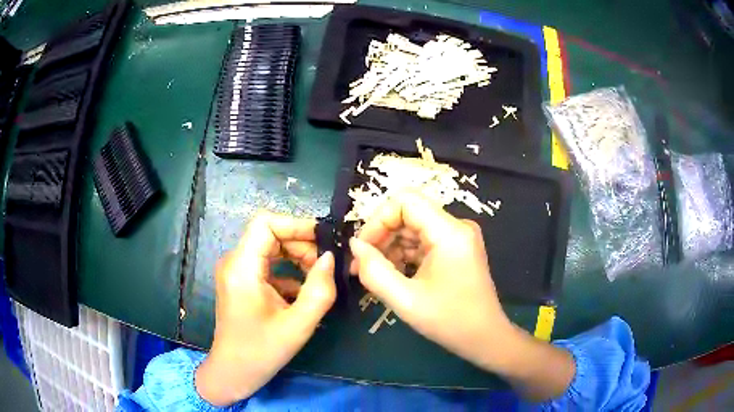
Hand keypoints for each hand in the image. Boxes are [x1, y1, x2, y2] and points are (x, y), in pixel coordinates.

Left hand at [196, 213, 335, 405]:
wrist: (233, 372)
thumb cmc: (261, 352)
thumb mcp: (298, 326)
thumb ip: (319, 290)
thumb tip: (331, 258)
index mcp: (242, 268)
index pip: (265, 224)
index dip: (296, 225)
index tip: (324, 240)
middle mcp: (234, 262)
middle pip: (269, 234)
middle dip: (300, 244)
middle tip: (326, 265)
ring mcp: (235, 271)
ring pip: (269, 248)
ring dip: (296, 257)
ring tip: (318, 277)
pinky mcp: (240, 281)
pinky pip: (266, 264)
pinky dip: (287, 270)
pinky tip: (303, 291)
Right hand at [348, 192, 512, 371]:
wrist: (484, 338)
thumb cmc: (450, 321)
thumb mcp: (405, 300)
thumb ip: (374, 271)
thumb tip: (354, 245)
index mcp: (449, 232)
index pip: (405, 201)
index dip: (378, 219)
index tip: (361, 248)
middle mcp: (456, 227)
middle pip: (408, 213)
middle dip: (380, 235)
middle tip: (360, 264)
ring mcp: (457, 237)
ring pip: (413, 227)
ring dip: (389, 246)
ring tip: (371, 273)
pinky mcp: (455, 249)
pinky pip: (422, 241)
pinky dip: (403, 254)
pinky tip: (391, 274)